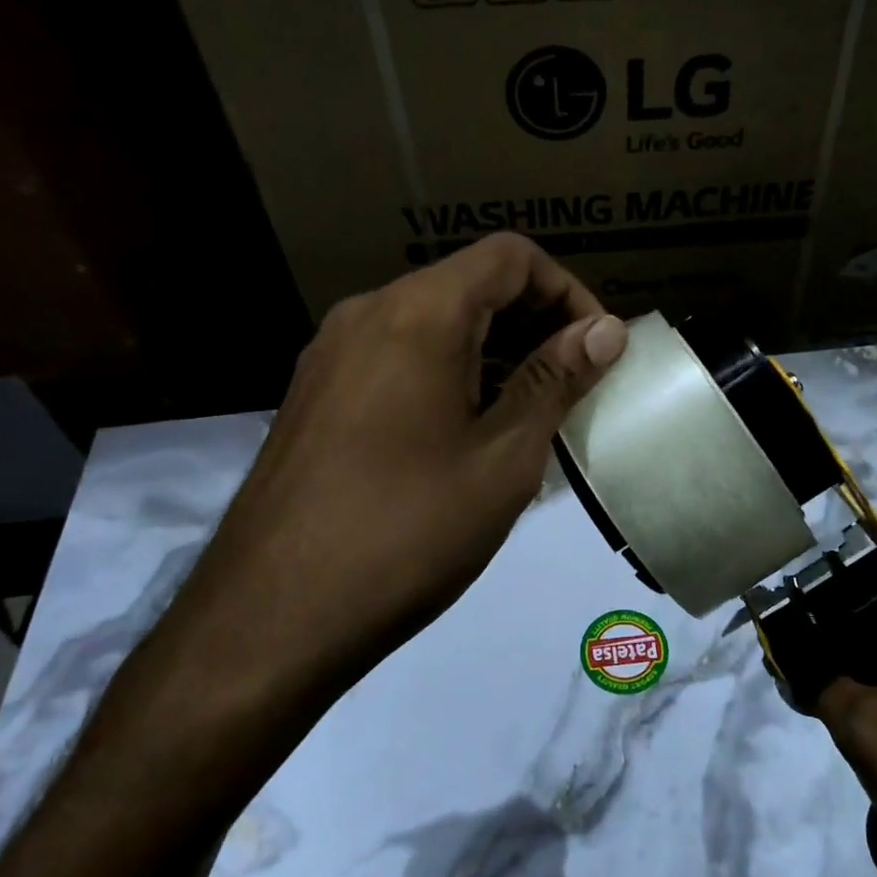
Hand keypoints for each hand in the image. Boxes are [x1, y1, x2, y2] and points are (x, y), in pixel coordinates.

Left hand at [152, 233, 627, 718]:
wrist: (271, 618)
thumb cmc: (407, 531)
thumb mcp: (503, 458)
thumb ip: (555, 381)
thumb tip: (605, 330)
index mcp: (417, 312)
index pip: (511, 258)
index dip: (568, 292)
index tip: (596, 351)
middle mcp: (366, 314)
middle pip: (469, 286)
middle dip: (534, 325)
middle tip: (572, 390)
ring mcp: (330, 357)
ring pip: (432, 326)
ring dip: (492, 355)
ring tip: (527, 421)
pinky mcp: (314, 398)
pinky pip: (396, 362)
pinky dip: (447, 378)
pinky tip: (465, 440)